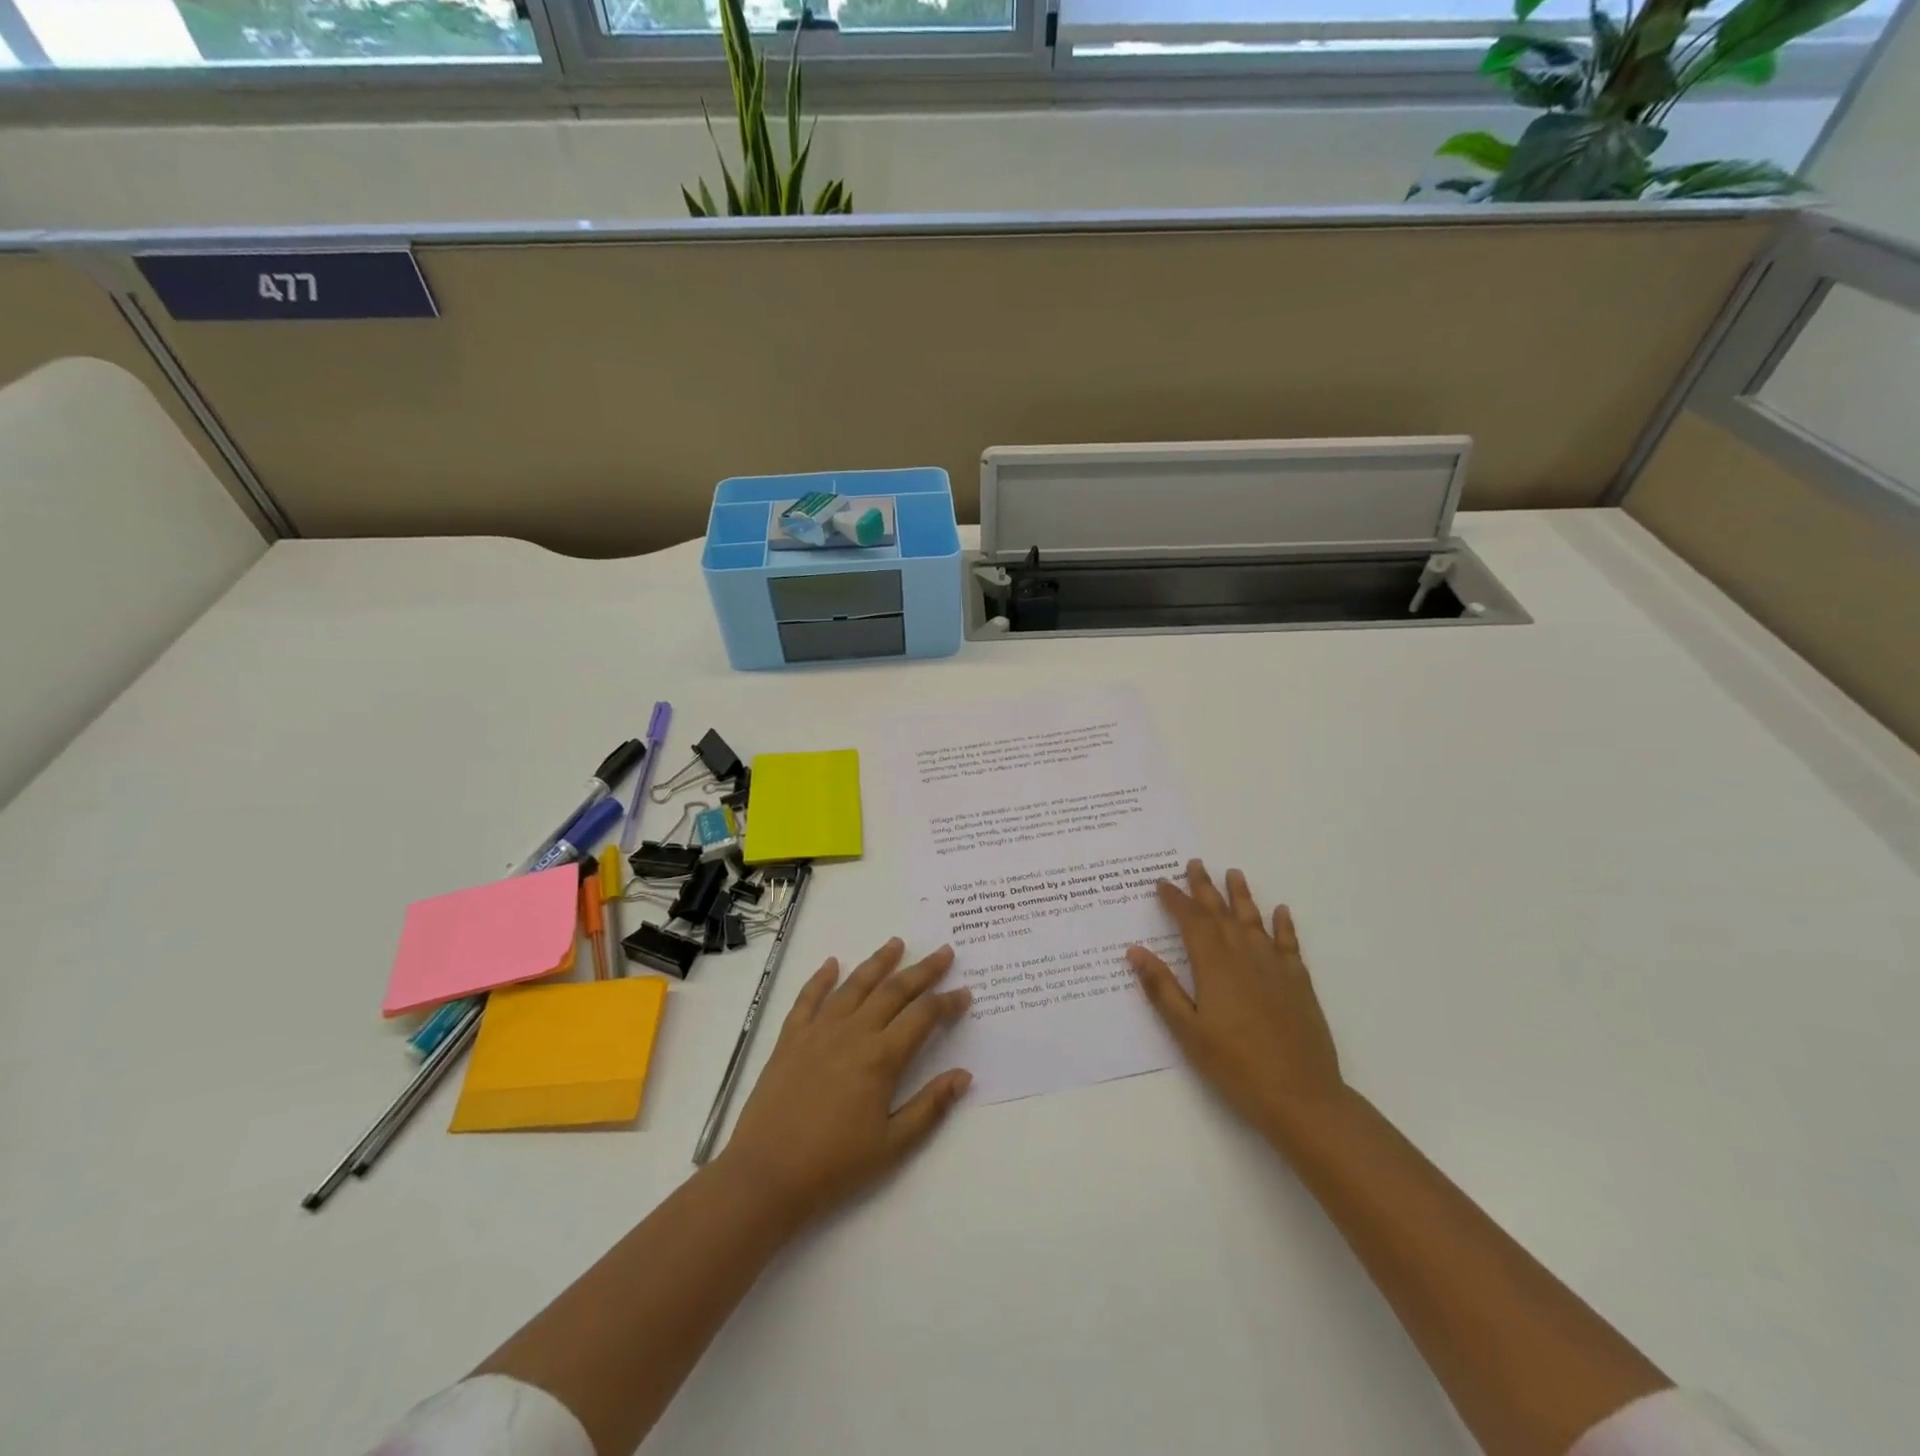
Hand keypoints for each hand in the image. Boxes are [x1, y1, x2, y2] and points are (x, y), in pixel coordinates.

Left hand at [719, 938, 973, 1230]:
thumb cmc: (834, 1165)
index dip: (947, 1003)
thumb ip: (930, 1107)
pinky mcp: (790, 1039)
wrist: (766, 1175)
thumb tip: (964, 1075)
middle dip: (923, 970)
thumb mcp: (892, 1145)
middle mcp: (852, 1033)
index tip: (964, 992)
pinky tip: (832, 963)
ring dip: (878, 962)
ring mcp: (818, 1031)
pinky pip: (807, 998)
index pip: (923, 1017)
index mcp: (881, 1058)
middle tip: (944, 952)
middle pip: (894, 991)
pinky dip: (821, 978)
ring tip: (896, 943)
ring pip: (854, 986)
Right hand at [1128, 859, 1346, 1143]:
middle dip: (1204, 888)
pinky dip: (1284, 925)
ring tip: (1233, 873)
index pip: (1191, 922)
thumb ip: (1161, 988)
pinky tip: (1281, 912)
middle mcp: (1244, 956)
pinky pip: (1289, 944)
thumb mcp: (1187, 1031)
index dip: (1175, 900)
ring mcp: (1275, 967)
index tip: (1161, 883)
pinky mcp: (1299, 983)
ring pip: (1254, 921)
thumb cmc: (1235, 1066)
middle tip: (1194, 864)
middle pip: (1221, 914)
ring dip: (1242, 896)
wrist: (1301, 1096)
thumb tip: (1135, 949)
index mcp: (1213, 966)